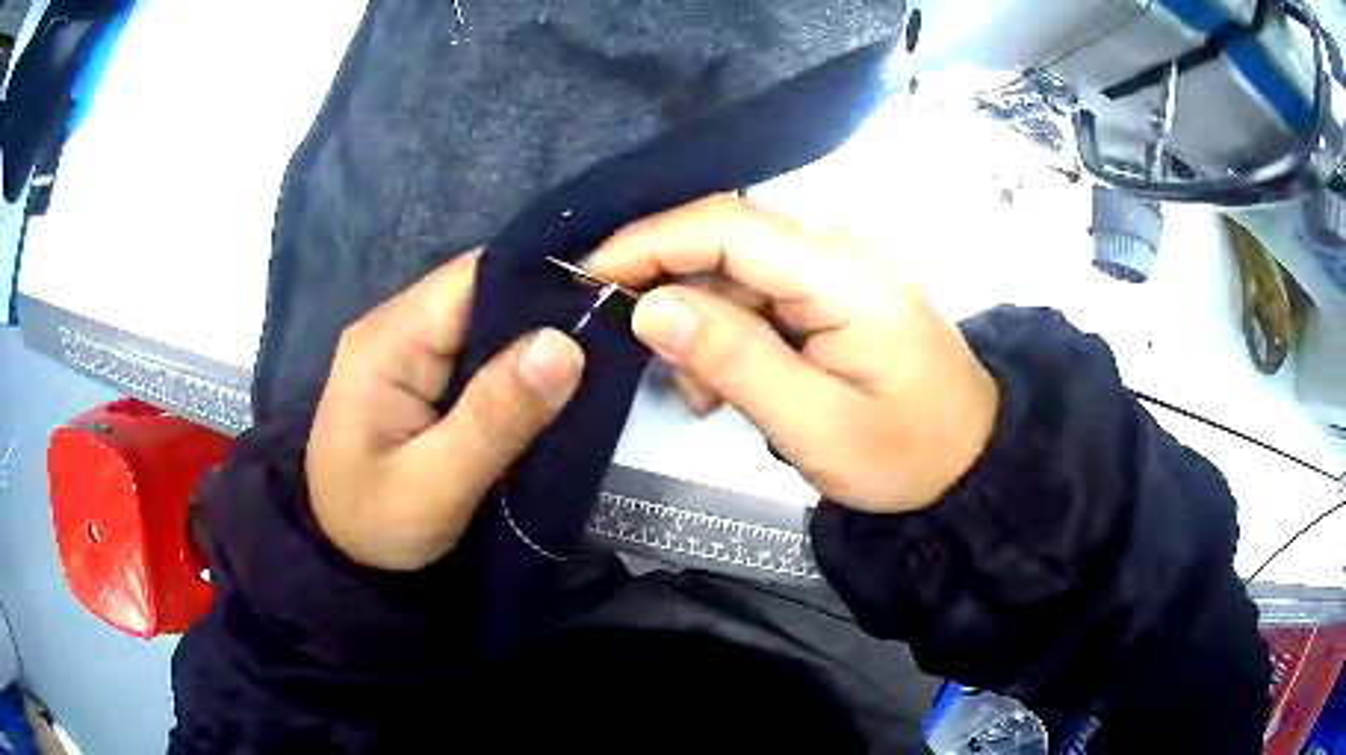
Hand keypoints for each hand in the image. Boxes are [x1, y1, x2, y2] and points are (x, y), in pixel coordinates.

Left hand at [306, 252, 584, 570]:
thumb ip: (495, 417)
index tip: (606, 299)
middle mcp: (395, 326)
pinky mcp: (415, 372)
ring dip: (533, 339)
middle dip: (545, 310)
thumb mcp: (436, 484)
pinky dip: (513, 363)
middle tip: (611, 336)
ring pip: (483, 319)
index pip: (475, 276)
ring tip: (594, 357)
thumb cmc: (376, 525)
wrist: (338, 556)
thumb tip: (565, 343)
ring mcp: (403, 347)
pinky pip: (474, 349)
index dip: (542, 278)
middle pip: (482, 291)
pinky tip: (549, 382)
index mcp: (390, 339)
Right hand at [589, 195, 998, 512]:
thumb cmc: (904, 453)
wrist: (968, 462)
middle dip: (672, 295)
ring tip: (701, 398)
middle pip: (726, 243)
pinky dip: (730, 336)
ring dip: (702, 328)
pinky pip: (759, 295)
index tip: (589, 278)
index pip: (728, 226)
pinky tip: (728, 387)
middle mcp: (838, 250)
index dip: (650, 242)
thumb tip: (648, 306)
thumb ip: (733, 360)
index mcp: (843, 273)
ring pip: (735, 273)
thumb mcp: (814, 424)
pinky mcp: (832, 291)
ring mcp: (836, 268)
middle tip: (646, 361)